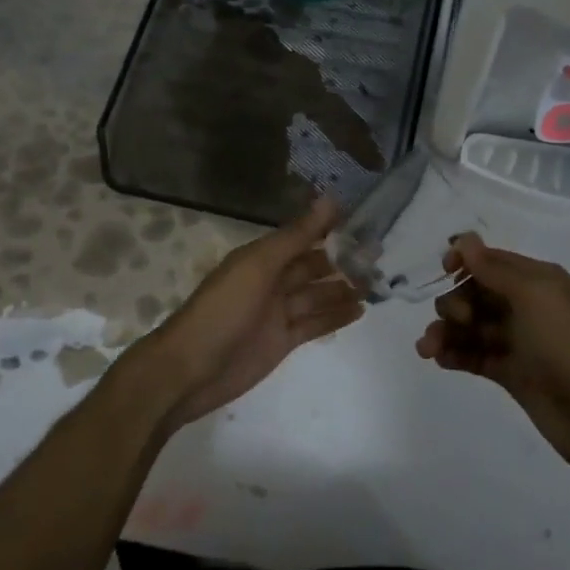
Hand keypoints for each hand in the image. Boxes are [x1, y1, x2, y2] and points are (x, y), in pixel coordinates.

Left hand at [130, 198, 363, 430]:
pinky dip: (335, 316)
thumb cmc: (223, 310)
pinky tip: (360, 310)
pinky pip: (314, 324)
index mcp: (261, 257)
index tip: (364, 220)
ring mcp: (277, 313)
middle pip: (312, 266)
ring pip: (317, 295)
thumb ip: (296, 236)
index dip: (329, 228)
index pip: (302, 236)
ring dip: (343, 288)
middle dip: (342, 259)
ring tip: (377, 284)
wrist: (190, 370)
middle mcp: (271, 281)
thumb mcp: (259, 266)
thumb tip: (330, 199)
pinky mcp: (282, 341)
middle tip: (379, 256)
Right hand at [416, 234, 569, 480]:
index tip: (444, 271)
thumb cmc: (569, 344)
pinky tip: (439, 360)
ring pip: (472, 327)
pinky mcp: (512, 374)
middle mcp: (527, 306)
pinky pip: (475, 356)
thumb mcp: (533, 296)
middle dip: (455, 302)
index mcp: (538, 280)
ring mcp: (519, 342)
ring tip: (428, 349)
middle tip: (458, 320)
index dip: (465, 262)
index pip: (492, 261)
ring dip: (447, 332)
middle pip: (477, 294)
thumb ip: (495, 269)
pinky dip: (455, 354)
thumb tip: (465, 239)